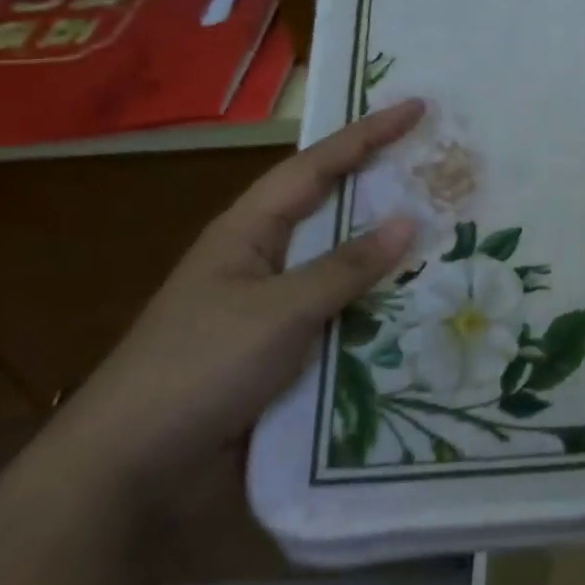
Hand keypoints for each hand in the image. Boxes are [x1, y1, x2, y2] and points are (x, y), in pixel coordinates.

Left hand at [41, 100, 424, 517]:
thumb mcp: (278, 310)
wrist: (133, 477)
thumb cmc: (199, 369)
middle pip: (335, 213)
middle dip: (385, 191)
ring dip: (390, 259)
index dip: (367, 134)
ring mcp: (275, 312)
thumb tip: (410, 221)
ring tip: (451, 238)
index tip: (416, 107)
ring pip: (345, 271)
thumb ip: (346, 267)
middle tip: (443, 171)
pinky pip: (344, 320)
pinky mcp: (286, 357)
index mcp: (248, 232)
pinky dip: (380, 312)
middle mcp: (264, 262)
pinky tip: (422, 312)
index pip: (317, 167)